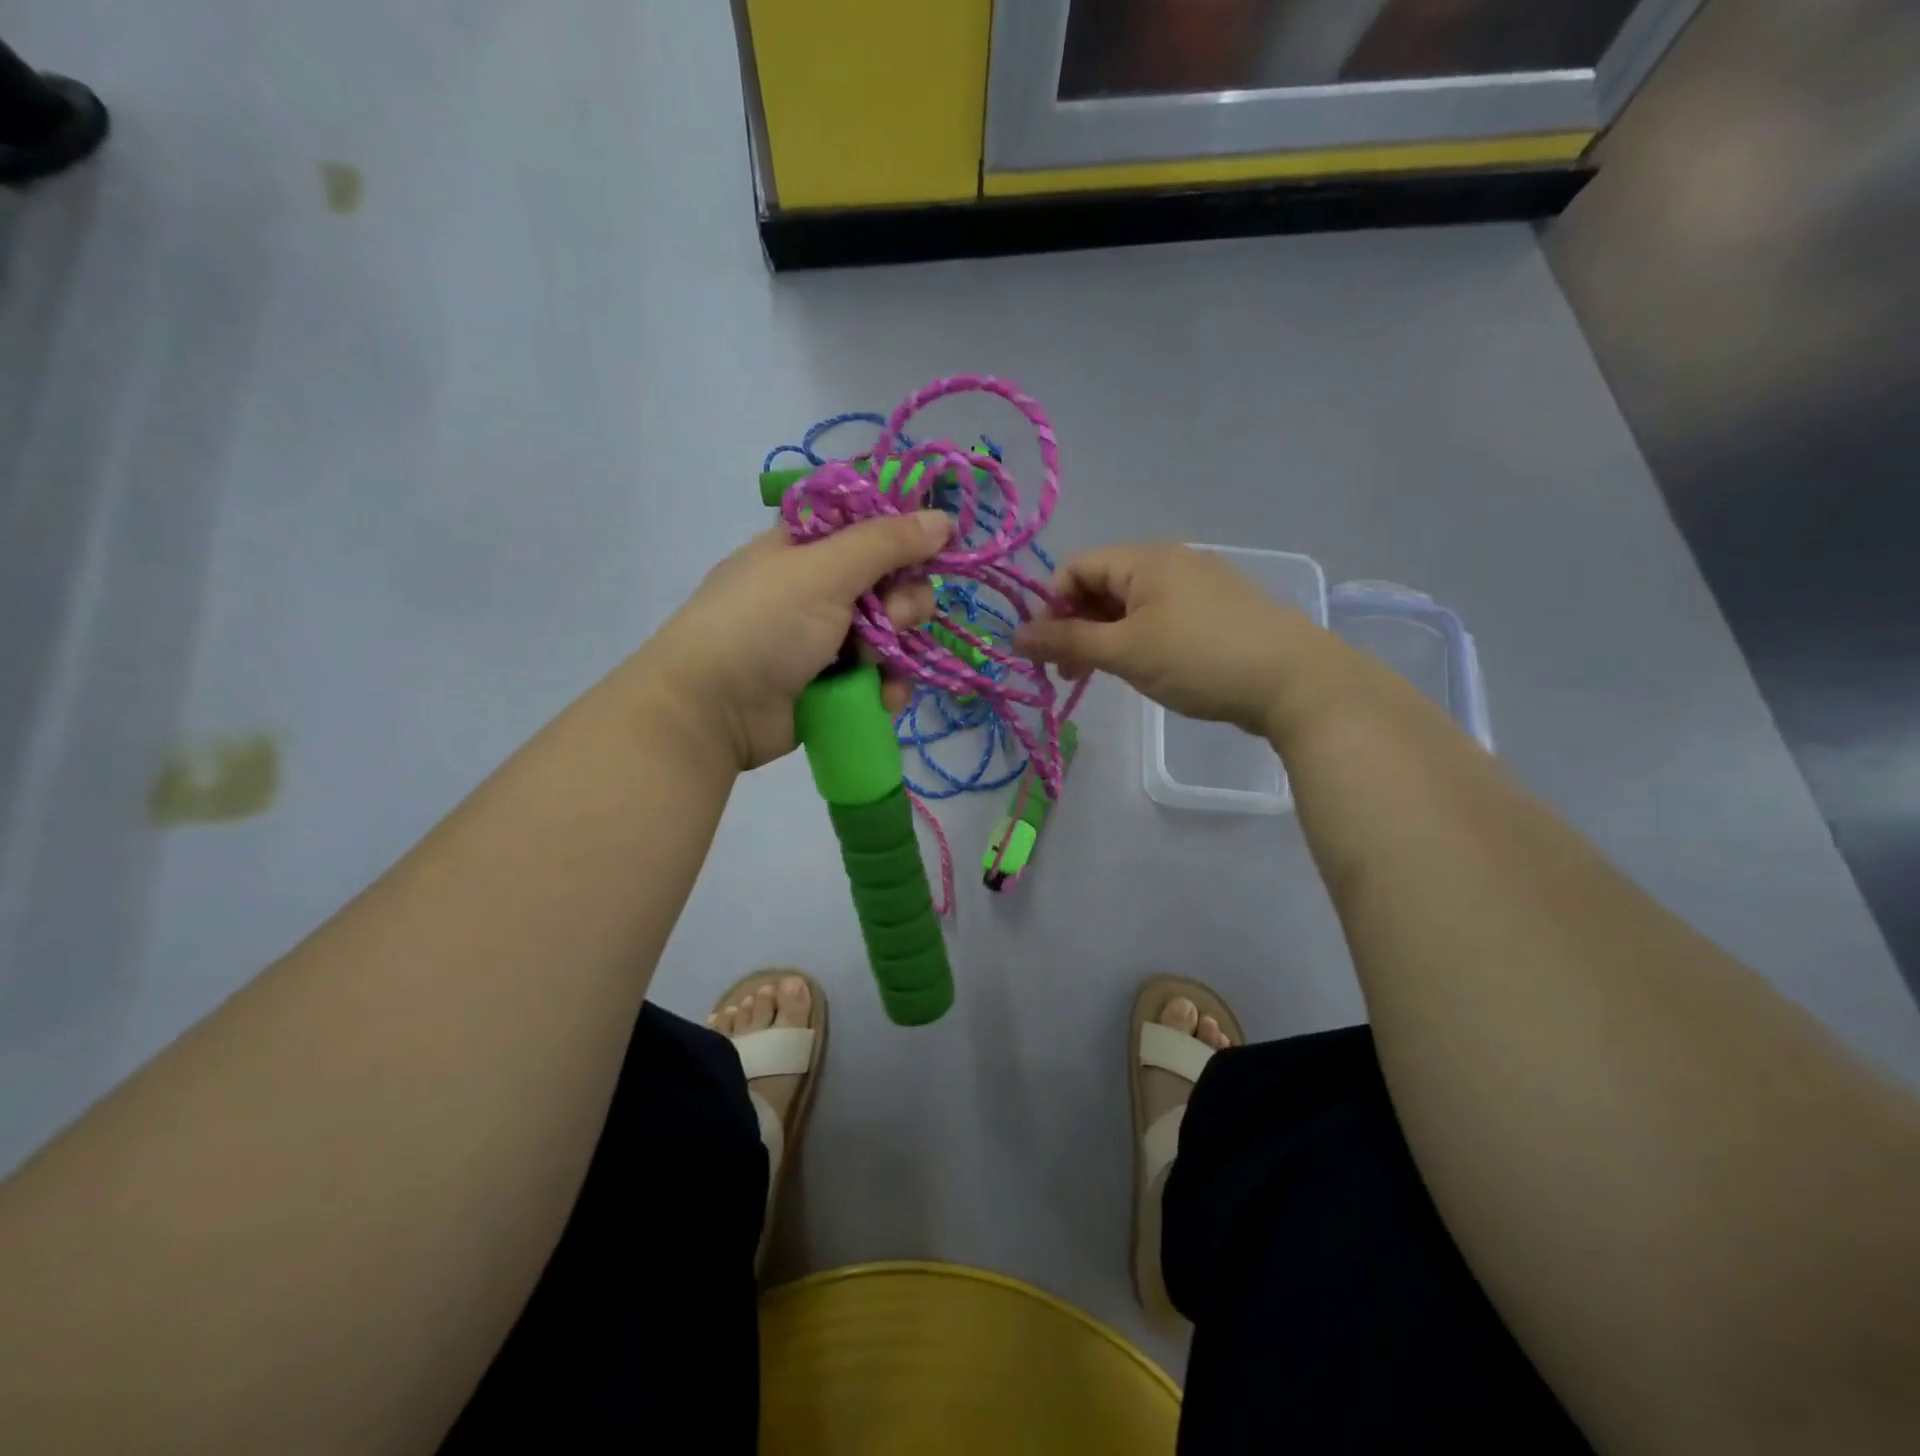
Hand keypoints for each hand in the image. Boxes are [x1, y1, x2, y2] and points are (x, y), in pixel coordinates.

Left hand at [642, 511, 950, 770]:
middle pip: (890, 587)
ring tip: (875, 667)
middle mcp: (819, 590)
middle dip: (901, 606)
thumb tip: (943, 518)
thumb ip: (887, 543)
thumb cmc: (763, 624)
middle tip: (888, 621)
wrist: (712, 709)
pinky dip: (885, 688)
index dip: (904, 543)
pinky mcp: (831, 686)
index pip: (872, 532)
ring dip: (896, 653)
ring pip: (890, 638)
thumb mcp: (824, 571)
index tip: (928, 555)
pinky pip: (878, 678)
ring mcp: (825, 641)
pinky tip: (881, 698)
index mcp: (808, 548)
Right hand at [1015, 542, 1315, 735]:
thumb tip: (1014, 636)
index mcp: (1145, 559)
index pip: (1076, 568)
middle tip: (1069, 674)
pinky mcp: (1215, 612)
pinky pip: (1159, 618)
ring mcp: (1197, 585)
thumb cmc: (1199, 658)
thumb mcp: (1125, 652)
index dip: (1051, 607)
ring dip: (1105, 638)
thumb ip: (1067, 642)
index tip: (1048, 652)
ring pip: (1130, 606)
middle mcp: (1170, 562)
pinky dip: (1137, 641)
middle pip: (1101, 585)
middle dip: (1076, 627)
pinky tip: (1143, 670)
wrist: (1294, 681)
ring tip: (1102, 677)